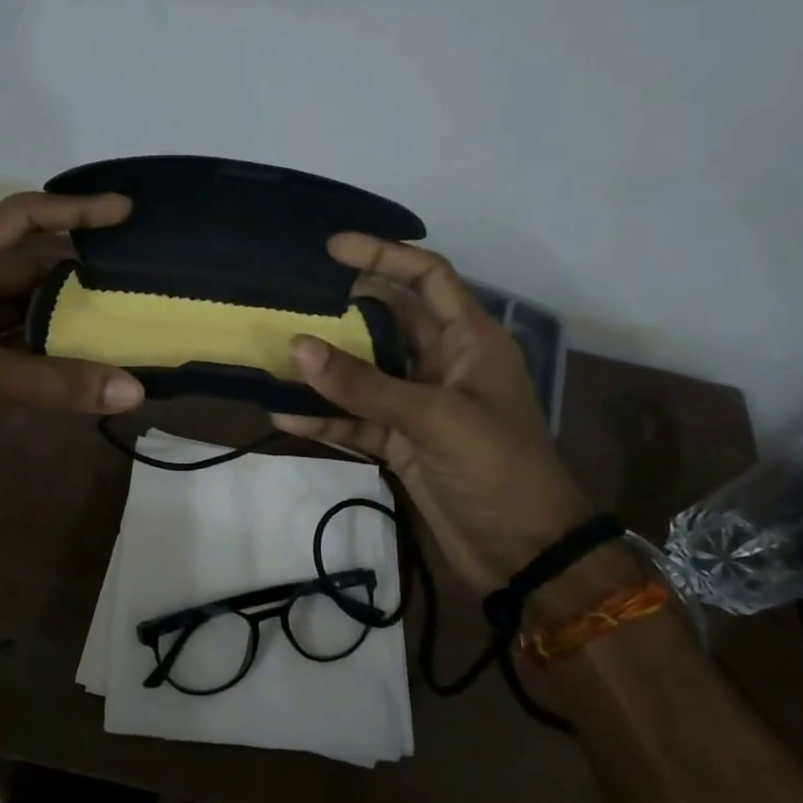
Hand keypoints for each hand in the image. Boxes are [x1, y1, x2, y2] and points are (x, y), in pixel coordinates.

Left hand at [0, 192, 145, 482]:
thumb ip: (53, 381)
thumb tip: (133, 390)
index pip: (20, 218)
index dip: (73, 210)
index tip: (125, 212)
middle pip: (33, 268)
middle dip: (82, 276)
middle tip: (140, 281)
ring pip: (31, 313)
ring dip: (73, 321)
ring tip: (130, 323)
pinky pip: (24, 350)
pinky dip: (57, 357)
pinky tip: (95, 365)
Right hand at [274, 233, 601, 602]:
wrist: (525, 555)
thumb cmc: (497, 470)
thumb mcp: (433, 418)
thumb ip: (363, 383)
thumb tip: (296, 346)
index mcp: (469, 341)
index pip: (428, 278)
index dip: (384, 255)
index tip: (332, 247)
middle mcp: (443, 364)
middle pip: (389, 320)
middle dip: (344, 306)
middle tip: (293, 295)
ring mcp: (420, 405)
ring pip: (366, 371)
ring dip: (326, 365)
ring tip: (277, 349)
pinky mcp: (403, 442)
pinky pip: (355, 419)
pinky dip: (324, 418)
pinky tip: (283, 416)